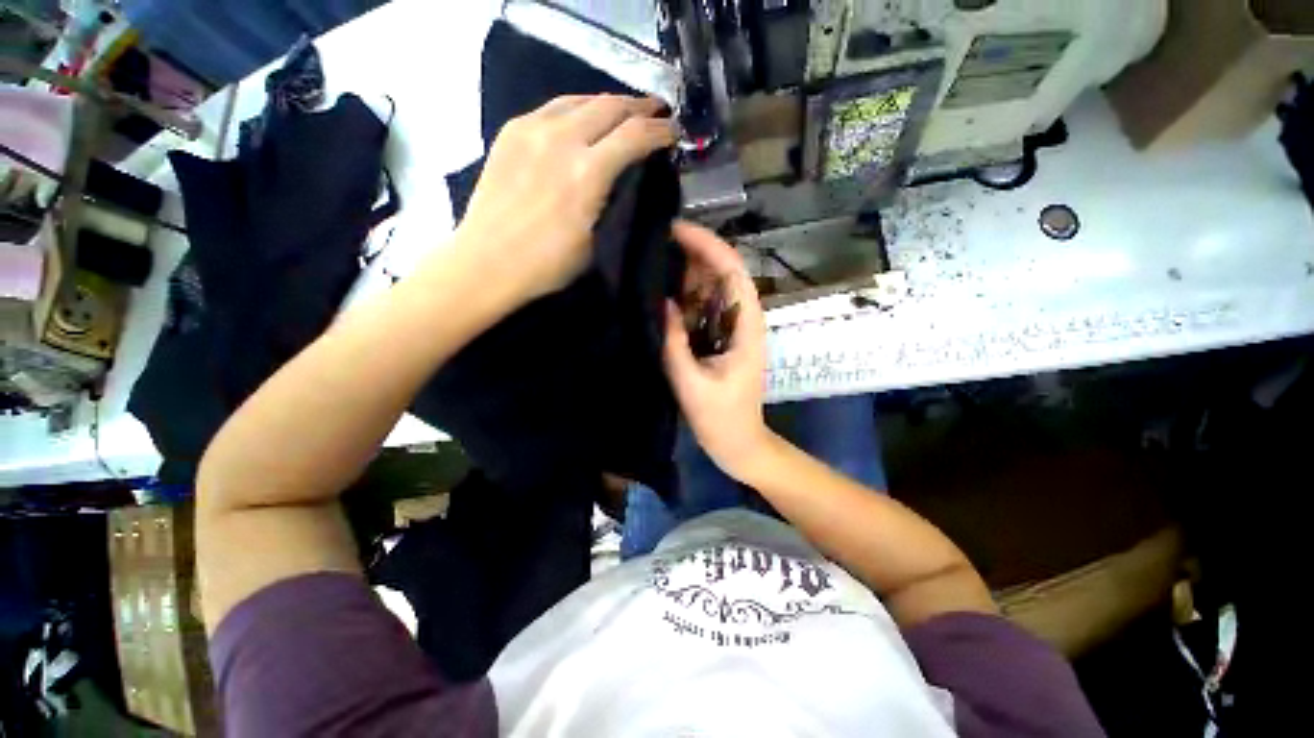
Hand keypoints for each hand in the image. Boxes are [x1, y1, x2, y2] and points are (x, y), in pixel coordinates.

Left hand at [452, 94, 676, 302]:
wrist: (488, 262)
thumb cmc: (548, 264)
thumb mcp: (595, 240)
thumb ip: (613, 202)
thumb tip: (626, 181)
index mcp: (588, 173)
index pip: (635, 135)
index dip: (660, 131)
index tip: (673, 132)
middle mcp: (563, 139)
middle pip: (611, 106)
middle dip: (640, 106)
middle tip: (657, 111)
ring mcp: (532, 129)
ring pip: (580, 99)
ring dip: (609, 103)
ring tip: (624, 111)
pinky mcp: (512, 131)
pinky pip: (553, 108)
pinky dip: (576, 109)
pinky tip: (581, 119)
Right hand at [663, 221, 773, 479]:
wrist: (737, 442)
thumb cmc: (721, 418)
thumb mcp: (692, 382)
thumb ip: (675, 343)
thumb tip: (661, 302)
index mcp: (746, 325)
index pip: (732, 271)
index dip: (707, 245)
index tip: (675, 230)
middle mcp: (742, 319)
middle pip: (722, 273)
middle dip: (692, 253)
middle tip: (655, 242)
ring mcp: (730, 328)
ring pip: (711, 289)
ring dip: (686, 272)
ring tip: (653, 258)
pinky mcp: (718, 338)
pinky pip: (702, 309)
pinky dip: (684, 296)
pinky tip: (661, 290)